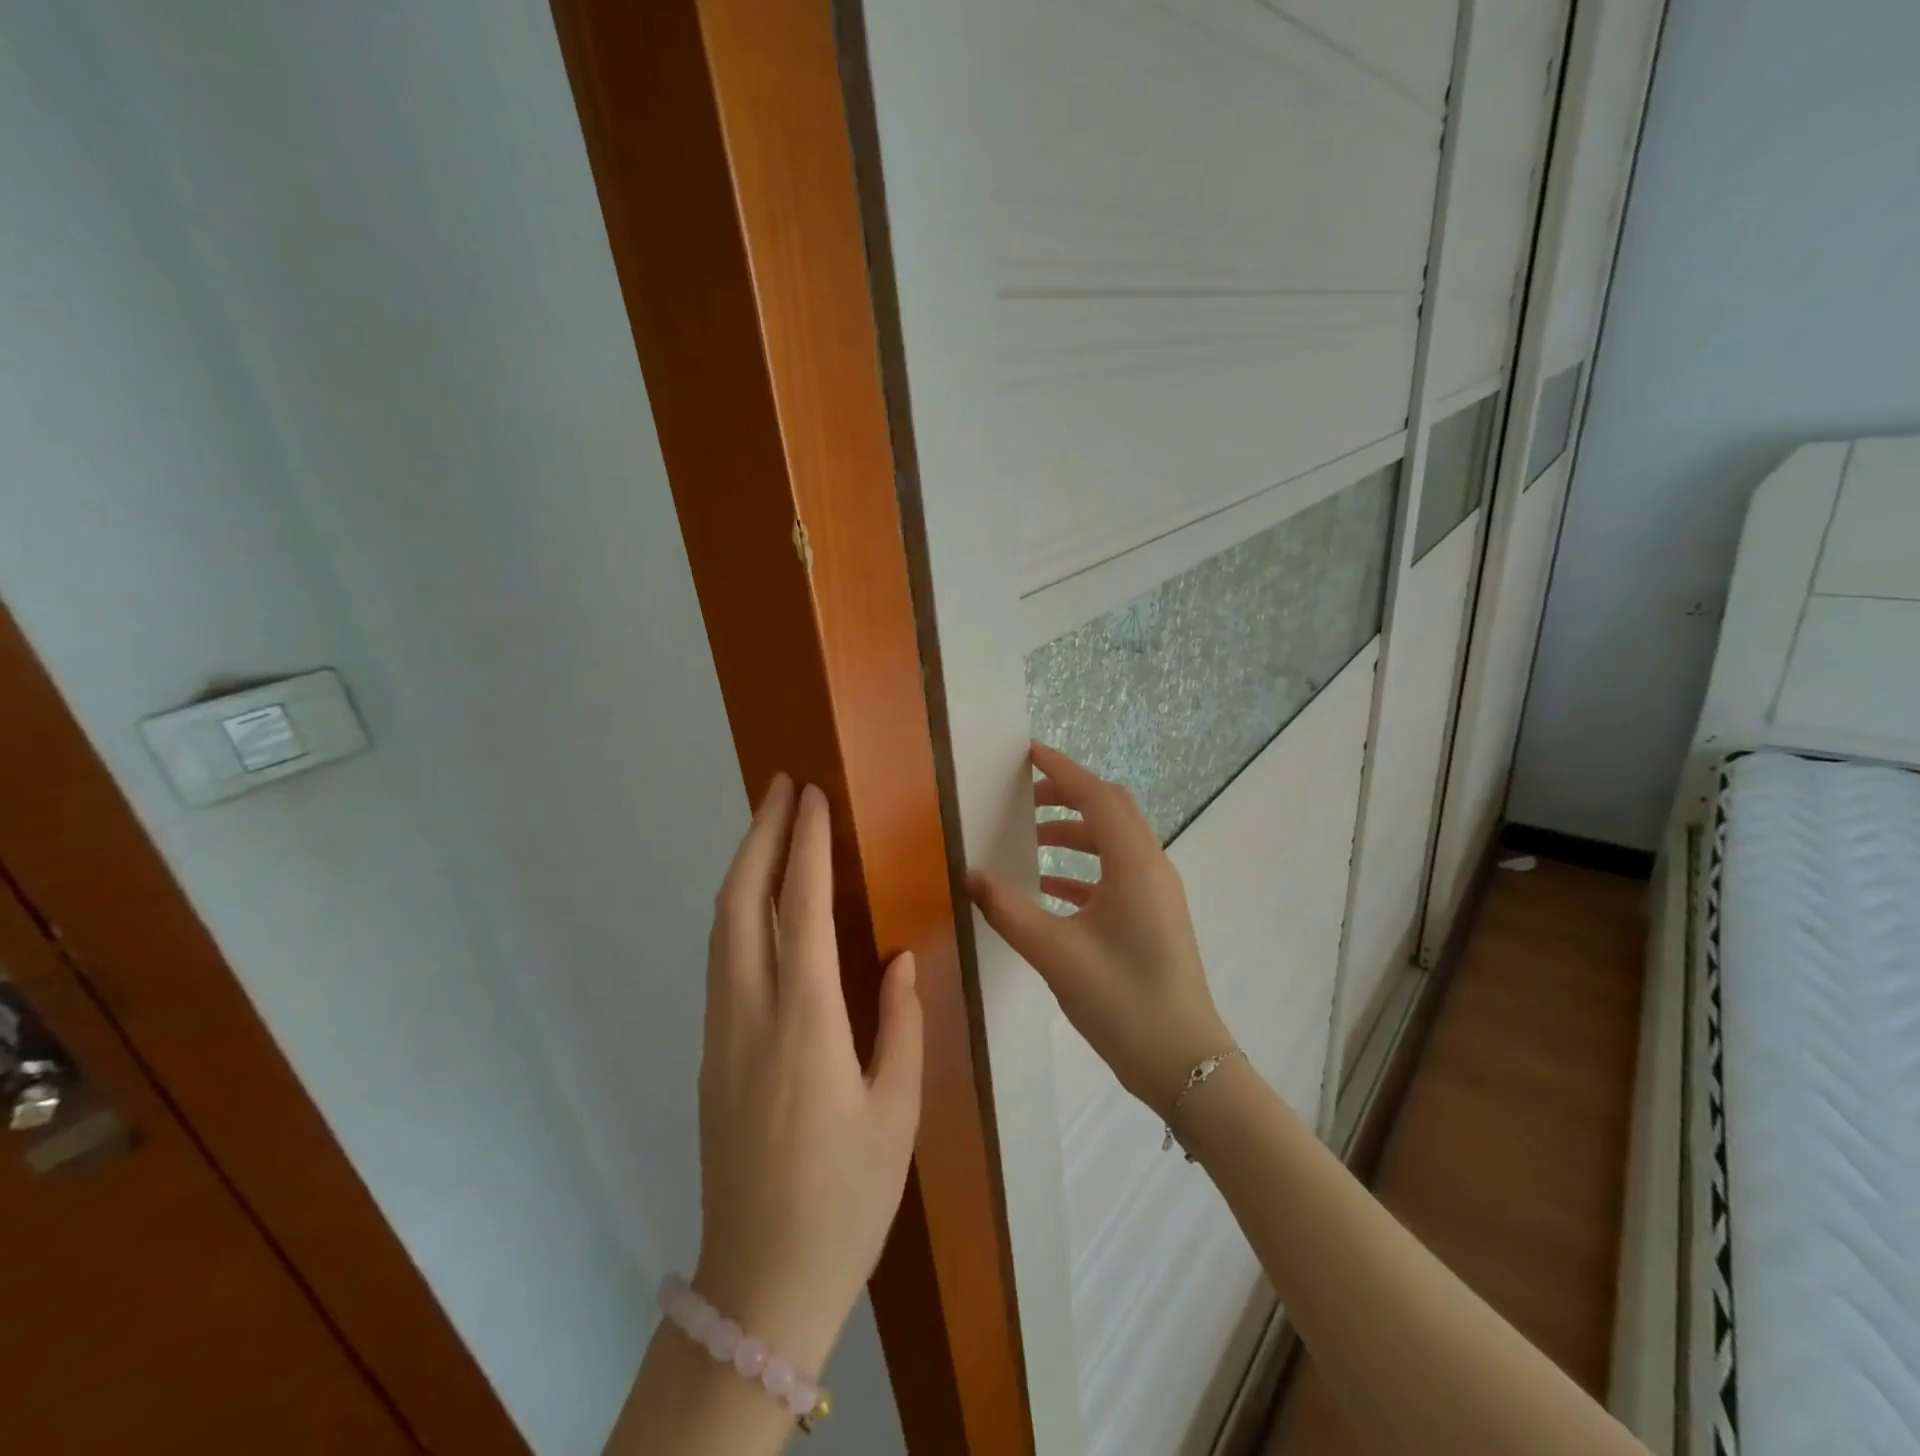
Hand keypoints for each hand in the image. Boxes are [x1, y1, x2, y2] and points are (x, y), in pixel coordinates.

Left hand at [693, 776, 922, 1374]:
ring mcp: (721, 1032)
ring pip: (722, 927)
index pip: (801, 911)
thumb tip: (899, 957)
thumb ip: (901, 1023)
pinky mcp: (712, 1052)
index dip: (806, 846)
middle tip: (781, 786)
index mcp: (806, 1026)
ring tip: (770, 824)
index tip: (814, 797)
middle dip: (759, 835)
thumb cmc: (846, 1198)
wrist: (759, 1284)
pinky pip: (722, 958)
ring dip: (744, 866)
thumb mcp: (897, 1112)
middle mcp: (751, 1015)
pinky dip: (738, 909)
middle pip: (741, 903)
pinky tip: (761, 900)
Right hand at [967, 742, 1232, 1116]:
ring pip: (1114, 841)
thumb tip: (970, 875)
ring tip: (1030, 839)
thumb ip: (1009, 910)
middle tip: (1023, 796)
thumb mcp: (1056, 954)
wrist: (1185, 1062)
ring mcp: (1157, 892)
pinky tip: (1048, 889)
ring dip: (1074, 832)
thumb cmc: (1123, 1001)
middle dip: (1067, 795)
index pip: (1096, 796)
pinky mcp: (1154, 916)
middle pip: (1110, 809)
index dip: (1061, 770)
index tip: (1028, 752)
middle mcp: (1151, 867)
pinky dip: (1082, 868)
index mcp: (1134, 864)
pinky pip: (1116, 873)